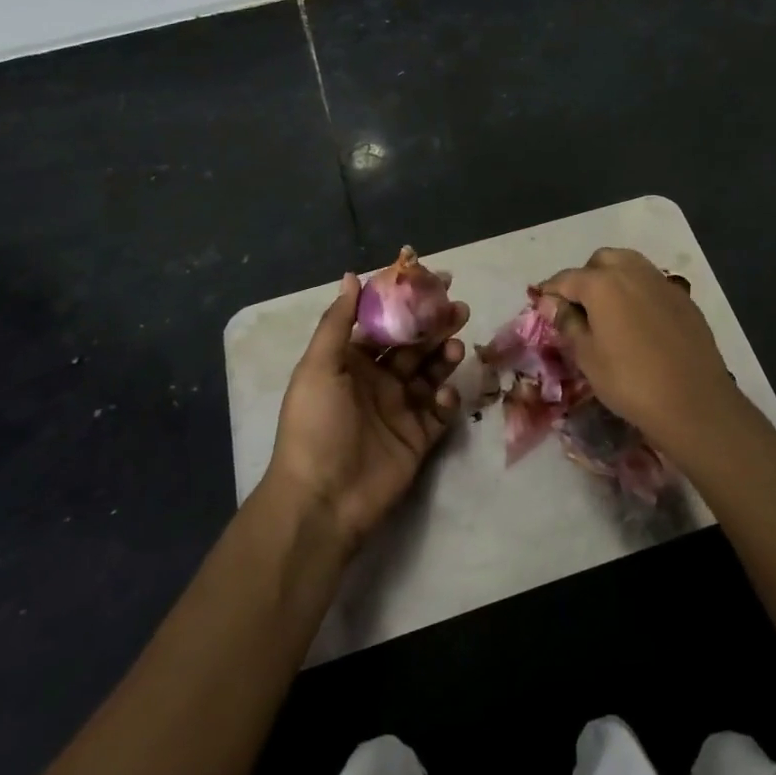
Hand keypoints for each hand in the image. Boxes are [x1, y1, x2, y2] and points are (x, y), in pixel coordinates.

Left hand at [262, 274, 469, 552]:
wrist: (322, 499)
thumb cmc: (316, 425)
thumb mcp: (318, 368)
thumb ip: (338, 322)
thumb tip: (352, 276)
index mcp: (351, 362)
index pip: (384, 323)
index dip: (408, 302)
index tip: (435, 283)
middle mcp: (377, 381)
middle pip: (413, 345)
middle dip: (435, 326)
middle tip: (460, 309)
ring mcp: (400, 409)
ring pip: (430, 373)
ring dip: (444, 357)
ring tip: (456, 347)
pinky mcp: (418, 437)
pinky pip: (439, 410)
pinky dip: (446, 398)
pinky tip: (444, 394)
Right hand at [538, 248, 746, 449]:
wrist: (694, 401)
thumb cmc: (630, 381)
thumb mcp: (588, 357)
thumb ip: (567, 323)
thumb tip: (551, 302)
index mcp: (602, 283)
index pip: (566, 278)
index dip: (550, 292)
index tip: (542, 308)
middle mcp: (632, 272)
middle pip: (601, 261)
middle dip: (585, 277)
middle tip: (579, 308)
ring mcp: (662, 283)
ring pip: (630, 266)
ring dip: (614, 279)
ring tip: (608, 312)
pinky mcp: (684, 299)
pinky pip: (652, 284)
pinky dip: (639, 292)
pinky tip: (639, 322)